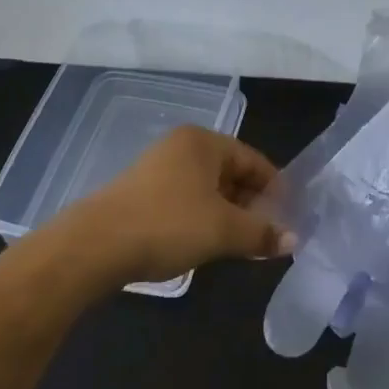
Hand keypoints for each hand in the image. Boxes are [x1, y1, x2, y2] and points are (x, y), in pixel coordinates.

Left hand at [63, 127, 292, 288]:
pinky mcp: (141, 194)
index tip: (289, 216)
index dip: (275, 188)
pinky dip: (202, 218)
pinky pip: (185, 200)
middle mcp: (181, 147)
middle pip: (230, 173)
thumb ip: (261, 233)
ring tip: (242, 242)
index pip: (253, 160)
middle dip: (251, 203)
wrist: (95, 246)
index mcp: (203, 142)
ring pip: (207, 189)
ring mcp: (157, 169)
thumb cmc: (168, 225)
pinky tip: (206, 243)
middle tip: (268, 233)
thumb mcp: (223, 230)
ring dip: (227, 214)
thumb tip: (293, 240)